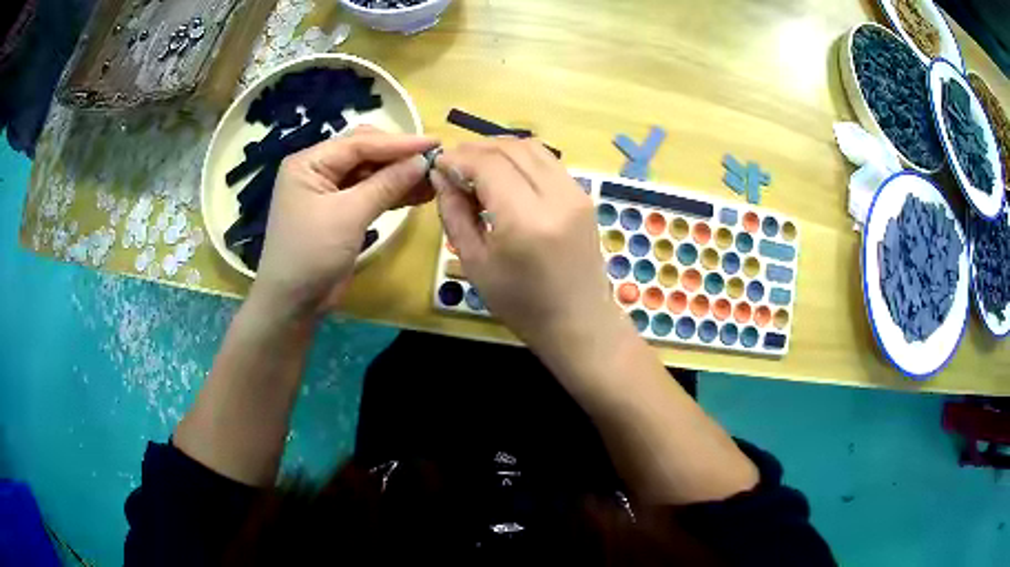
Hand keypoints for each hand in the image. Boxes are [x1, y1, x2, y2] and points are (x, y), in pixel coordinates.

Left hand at [250, 127, 438, 319]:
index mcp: (309, 162)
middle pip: (365, 152)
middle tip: (434, 159)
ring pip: (370, 173)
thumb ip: (386, 184)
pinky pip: (369, 193)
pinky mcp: (340, 212)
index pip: (359, 143)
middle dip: (399, 156)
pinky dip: (392, 193)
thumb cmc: (312, 253)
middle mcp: (318, 170)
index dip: (399, 142)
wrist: (293, 303)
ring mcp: (329, 191)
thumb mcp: (349, 215)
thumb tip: (422, 161)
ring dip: (399, 175)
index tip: (435, 143)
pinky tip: (418, 194)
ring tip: (433, 178)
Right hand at [434, 138, 621, 348]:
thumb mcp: (475, 263)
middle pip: (511, 149)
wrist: (578, 322)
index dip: (458, 157)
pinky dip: (521, 159)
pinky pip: (548, 161)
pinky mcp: (584, 195)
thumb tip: (441, 176)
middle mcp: (556, 197)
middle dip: (476, 149)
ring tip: (476, 167)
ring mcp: (576, 193)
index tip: (437, 164)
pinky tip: (505, 176)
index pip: (488, 164)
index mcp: (526, 220)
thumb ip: (454, 213)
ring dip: (499, 149)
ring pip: (532, 148)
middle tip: (452, 165)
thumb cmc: (521, 304)